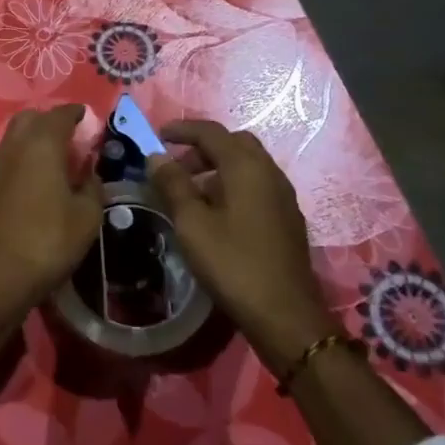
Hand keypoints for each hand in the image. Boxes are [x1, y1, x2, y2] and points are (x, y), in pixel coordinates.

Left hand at [0, 104, 101, 324]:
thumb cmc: (48, 241)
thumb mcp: (87, 217)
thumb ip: (93, 188)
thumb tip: (90, 173)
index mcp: (42, 144)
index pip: (60, 114)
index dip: (76, 112)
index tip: (88, 117)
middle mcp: (13, 146)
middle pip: (30, 118)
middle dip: (50, 121)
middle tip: (70, 137)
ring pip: (14, 138)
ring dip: (33, 140)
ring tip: (55, 160)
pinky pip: (6, 160)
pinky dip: (22, 160)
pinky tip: (35, 182)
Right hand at [150, 121, 337, 369]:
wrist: (285, 314)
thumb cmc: (233, 264)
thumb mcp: (192, 223)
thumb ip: (173, 184)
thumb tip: (156, 156)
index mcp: (246, 167)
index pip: (211, 132)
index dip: (182, 130)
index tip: (157, 136)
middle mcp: (269, 172)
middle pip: (234, 143)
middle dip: (202, 147)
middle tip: (175, 165)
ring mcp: (283, 195)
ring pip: (247, 164)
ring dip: (217, 166)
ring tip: (190, 191)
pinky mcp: (287, 217)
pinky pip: (256, 185)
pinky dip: (233, 184)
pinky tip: (216, 213)